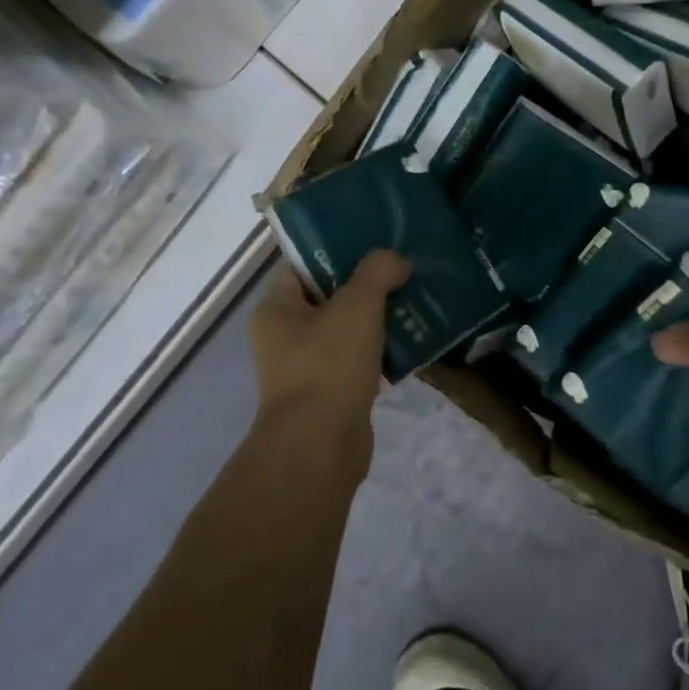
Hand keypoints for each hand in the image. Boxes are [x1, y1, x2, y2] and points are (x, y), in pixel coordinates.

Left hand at [249, 249, 410, 444]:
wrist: (321, 445)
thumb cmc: (328, 364)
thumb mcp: (356, 305)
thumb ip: (377, 272)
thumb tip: (396, 260)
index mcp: (275, 309)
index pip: (301, 266)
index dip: (335, 251)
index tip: (372, 244)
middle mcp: (283, 337)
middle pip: (327, 297)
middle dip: (364, 285)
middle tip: (401, 271)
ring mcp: (304, 369)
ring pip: (345, 331)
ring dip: (376, 319)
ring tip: (413, 301)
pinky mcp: (328, 395)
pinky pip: (356, 362)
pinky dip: (379, 352)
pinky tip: (409, 342)